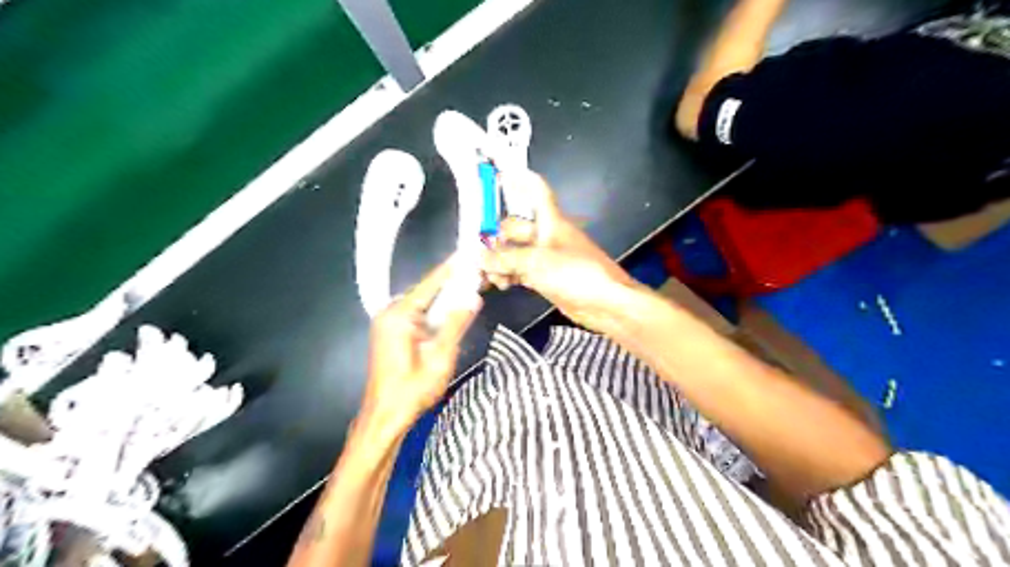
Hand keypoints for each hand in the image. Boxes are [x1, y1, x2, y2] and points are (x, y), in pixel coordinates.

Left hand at [362, 257, 480, 433]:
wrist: (384, 417)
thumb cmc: (412, 390)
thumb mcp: (440, 357)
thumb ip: (456, 324)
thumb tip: (472, 298)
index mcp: (399, 315)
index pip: (430, 284)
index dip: (450, 269)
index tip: (467, 253)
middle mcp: (389, 313)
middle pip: (426, 292)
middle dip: (451, 286)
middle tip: (476, 277)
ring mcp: (387, 323)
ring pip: (422, 304)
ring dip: (444, 301)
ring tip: (469, 292)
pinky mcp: (390, 334)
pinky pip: (417, 315)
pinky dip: (434, 313)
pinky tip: (451, 314)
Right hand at [483, 173, 638, 331]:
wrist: (604, 304)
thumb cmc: (575, 273)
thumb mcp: (536, 262)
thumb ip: (505, 259)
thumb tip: (477, 257)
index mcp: (551, 222)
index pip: (537, 192)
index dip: (521, 180)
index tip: (500, 173)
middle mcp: (547, 236)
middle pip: (516, 228)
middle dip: (496, 238)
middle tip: (477, 253)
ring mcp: (546, 258)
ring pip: (515, 252)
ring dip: (499, 261)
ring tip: (488, 276)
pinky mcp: (545, 277)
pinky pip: (520, 271)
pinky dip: (508, 276)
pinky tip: (499, 284)